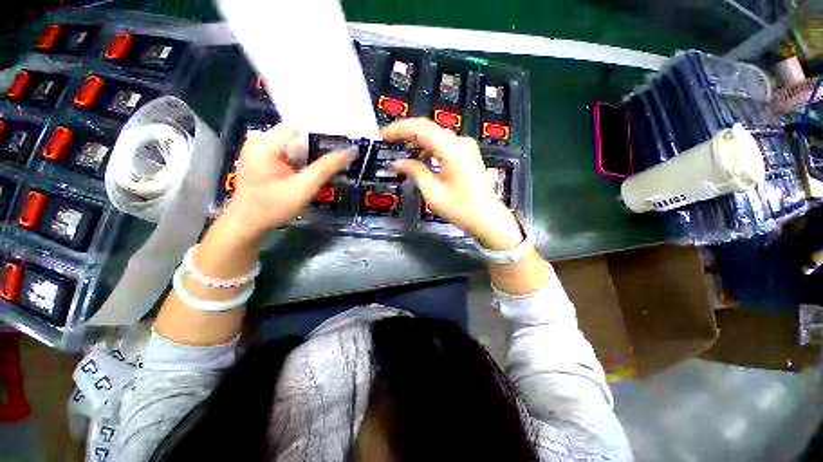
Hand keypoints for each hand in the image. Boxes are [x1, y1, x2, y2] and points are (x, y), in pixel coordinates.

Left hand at [221, 123, 351, 239]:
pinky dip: (304, 159)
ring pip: (297, 144)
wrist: (247, 223)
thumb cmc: (273, 206)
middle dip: (322, 144)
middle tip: (344, 154)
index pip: (303, 125)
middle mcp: (262, 139)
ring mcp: (261, 149)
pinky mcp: (264, 158)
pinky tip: (316, 168)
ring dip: (315, 152)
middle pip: (300, 134)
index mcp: (267, 142)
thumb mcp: (303, 187)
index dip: (326, 130)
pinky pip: (289, 152)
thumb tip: (350, 152)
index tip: (346, 139)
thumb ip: (326, 168)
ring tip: (336, 159)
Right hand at [381, 118, 522, 249]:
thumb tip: (397, 162)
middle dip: (405, 132)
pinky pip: (443, 144)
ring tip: (399, 150)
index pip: (420, 128)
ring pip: (435, 135)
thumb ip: (415, 172)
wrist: (487, 218)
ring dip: (416, 140)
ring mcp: (466, 146)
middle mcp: (460, 142)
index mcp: (452, 150)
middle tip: (387, 142)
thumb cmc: (461, 210)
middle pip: (428, 128)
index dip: (398, 129)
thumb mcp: (433, 193)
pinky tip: (418, 156)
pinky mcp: (467, 153)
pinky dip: (428, 147)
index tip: (382, 135)